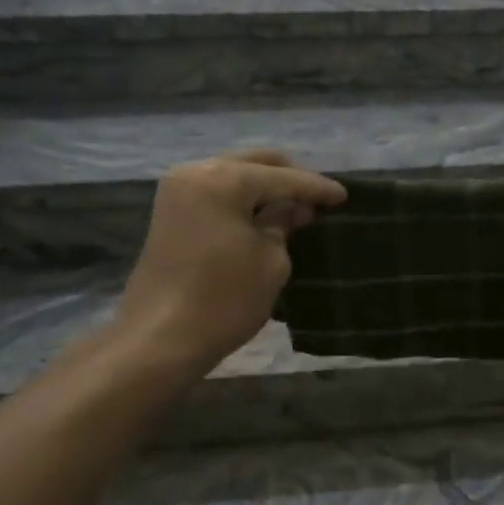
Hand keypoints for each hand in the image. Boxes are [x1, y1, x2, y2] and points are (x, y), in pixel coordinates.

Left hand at [112, 150, 346, 376]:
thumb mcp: (271, 261)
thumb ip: (285, 224)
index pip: (283, 177)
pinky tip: (265, 216)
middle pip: (255, 164)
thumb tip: (295, 208)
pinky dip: (244, 199)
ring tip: (295, 208)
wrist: (158, 340)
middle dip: (289, 178)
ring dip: (265, 188)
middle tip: (318, 199)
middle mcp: (196, 172)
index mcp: (223, 179)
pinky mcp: (171, 214)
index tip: (345, 196)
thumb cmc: (223, 299)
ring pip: (234, 175)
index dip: (317, 188)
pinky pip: (217, 192)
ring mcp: (178, 192)